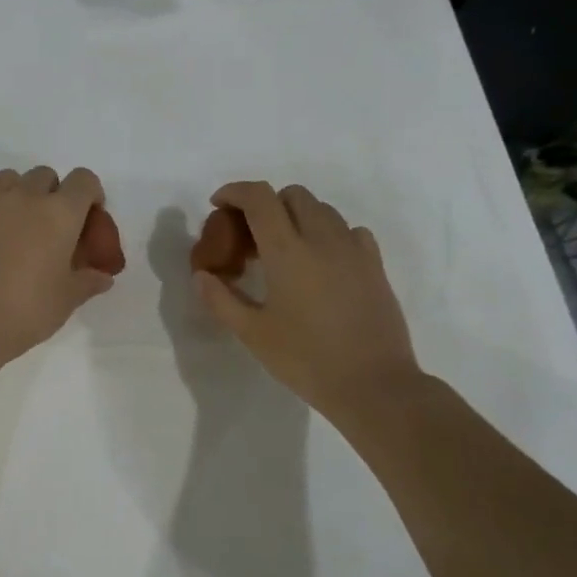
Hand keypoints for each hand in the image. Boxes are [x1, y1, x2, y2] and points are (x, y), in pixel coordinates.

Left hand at [0, 166, 115, 359]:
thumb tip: (103, 276)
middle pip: (47, 176)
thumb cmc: (25, 311)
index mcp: (61, 213)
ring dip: (20, 194)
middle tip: (49, 229)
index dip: (90, 196)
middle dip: (53, 195)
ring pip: (12, 179)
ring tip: (16, 227)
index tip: (87, 219)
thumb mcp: (66, 300)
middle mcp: (27, 195)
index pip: (84, 181)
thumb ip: (87, 281)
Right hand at [194, 181, 423, 428]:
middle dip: (266, 203)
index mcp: (287, 251)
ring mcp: (354, 249)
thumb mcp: (252, 333)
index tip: (219, 204)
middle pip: (293, 195)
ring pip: (322, 209)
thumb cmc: (306, 359)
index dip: (235, 191)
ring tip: (283, 249)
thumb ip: (221, 299)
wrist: (373, 385)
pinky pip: (349, 230)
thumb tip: (202, 275)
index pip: (260, 198)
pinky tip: (320, 261)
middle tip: (250, 235)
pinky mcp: (375, 265)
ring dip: (296, 216)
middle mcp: (322, 239)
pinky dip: (328, 233)